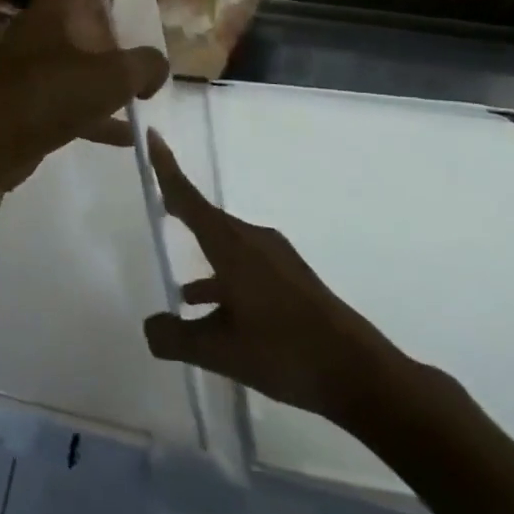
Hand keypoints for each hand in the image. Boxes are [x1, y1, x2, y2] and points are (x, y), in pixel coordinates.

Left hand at [0, 0, 167, 195]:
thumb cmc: (41, 96)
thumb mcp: (106, 77)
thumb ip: (143, 66)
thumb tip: (154, 70)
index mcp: (56, 7)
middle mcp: (46, 28)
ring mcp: (40, 65)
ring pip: (85, 53)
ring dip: (113, 59)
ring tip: (147, 69)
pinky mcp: (38, 102)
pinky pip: (80, 102)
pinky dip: (104, 114)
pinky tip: (130, 133)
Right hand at [141, 133, 406, 425]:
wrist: (363, 377)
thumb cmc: (285, 352)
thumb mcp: (220, 352)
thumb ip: (175, 337)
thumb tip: (149, 327)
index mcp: (231, 246)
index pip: (188, 198)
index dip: (166, 168)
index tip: (151, 135)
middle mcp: (253, 241)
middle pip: (207, 219)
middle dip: (181, 213)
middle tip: (158, 207)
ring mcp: (277, 260)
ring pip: (227, 249)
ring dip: (204, 263)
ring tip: (181, 294)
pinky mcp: (293, 280)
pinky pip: (246, 268)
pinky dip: (226, 283)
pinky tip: (221, 319)